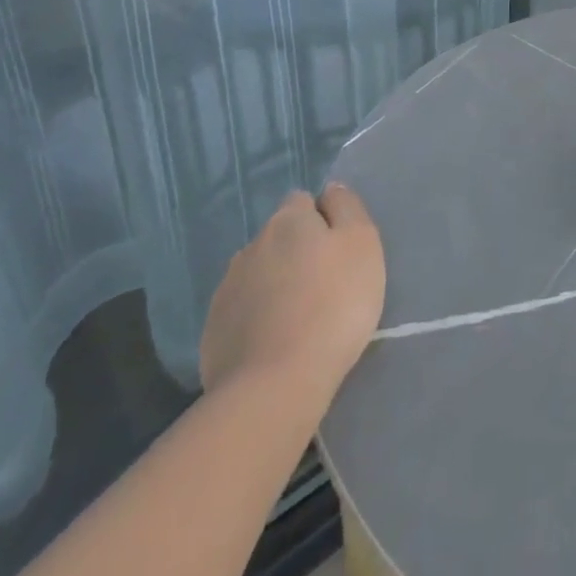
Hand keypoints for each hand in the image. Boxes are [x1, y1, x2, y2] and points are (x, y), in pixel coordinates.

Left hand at [200, 182, 384, 408]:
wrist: (276, 385)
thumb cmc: (334, 303)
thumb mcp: (362, 243)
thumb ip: (347, 207)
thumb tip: (330, 191)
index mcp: (287, 221)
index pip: (302, 201)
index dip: (321, 219)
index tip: (338, 249)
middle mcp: (251, 246)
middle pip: (278, 238)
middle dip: (296, 252)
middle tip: (323, 284)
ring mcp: (226, 290)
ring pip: (258, 274)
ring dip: (275, 284)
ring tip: (298, 317)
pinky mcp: (213, 333)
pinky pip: (241, 313)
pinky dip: (257, 319)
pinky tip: (275, 342)